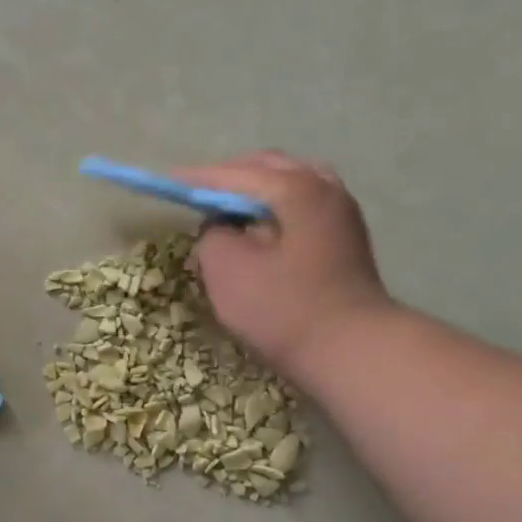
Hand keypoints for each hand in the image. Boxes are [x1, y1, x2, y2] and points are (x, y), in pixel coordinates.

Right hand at [177, 152, 392, 375]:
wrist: (353, 351)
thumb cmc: (284, 309)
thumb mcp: (227, 270)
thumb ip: (213, 235)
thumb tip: (222, 226)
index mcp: (297, 188)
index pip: (236, 175)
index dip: (198, 179)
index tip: (169, 181)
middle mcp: (326, 188)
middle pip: (270, 169)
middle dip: (231, 177)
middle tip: (198, 193)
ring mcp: (342, 214)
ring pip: (291, 185)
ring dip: (256, 191)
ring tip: (228, 210)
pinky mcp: (345, 240)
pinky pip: (303, 207)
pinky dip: (276, 208)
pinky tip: (260, 229)